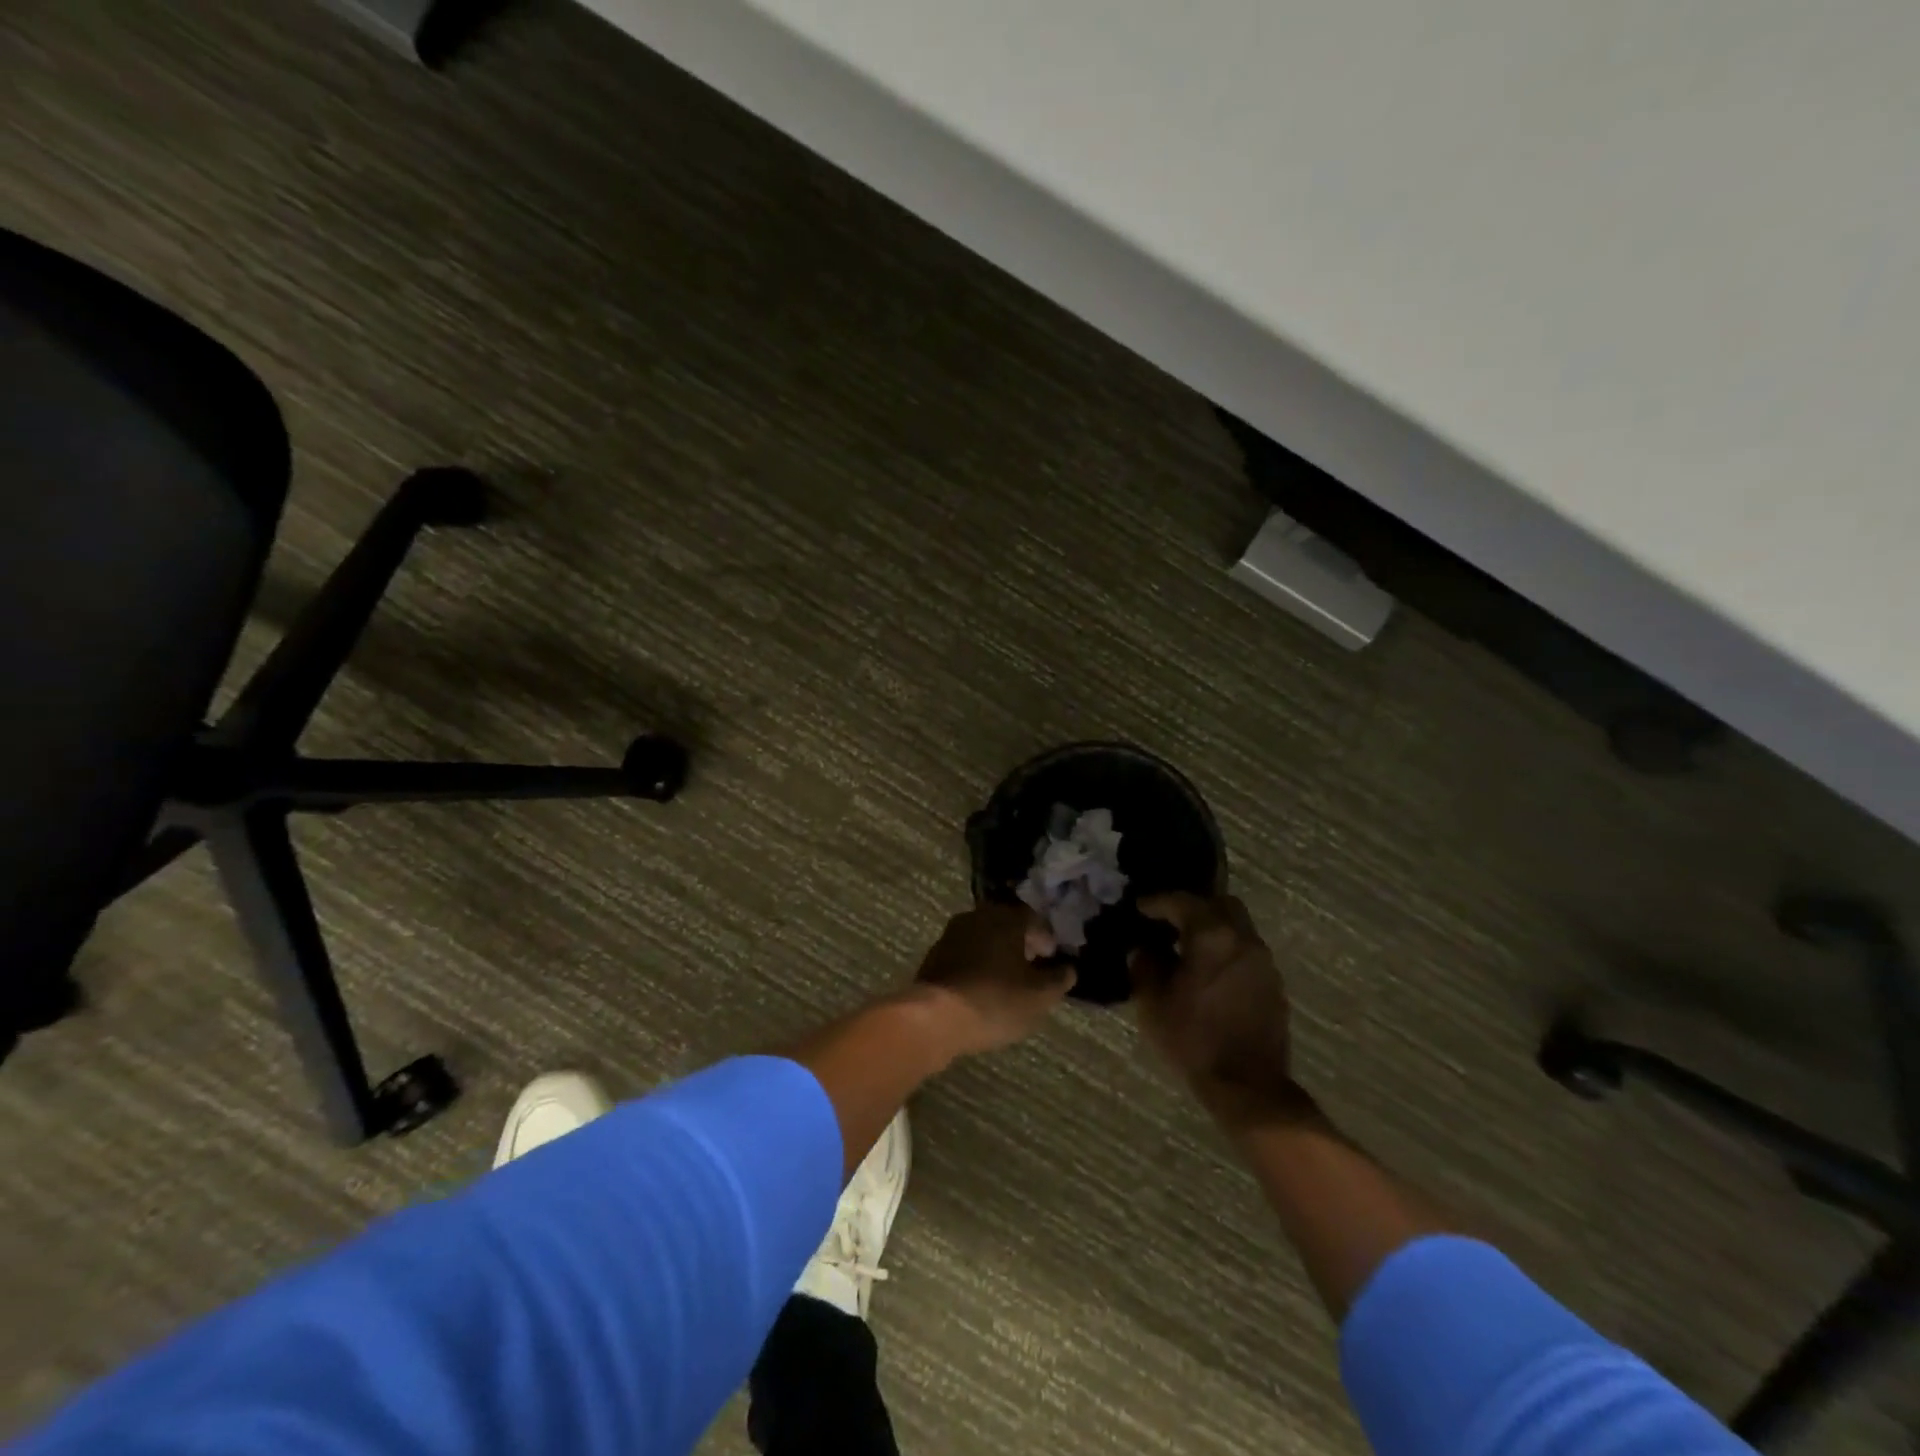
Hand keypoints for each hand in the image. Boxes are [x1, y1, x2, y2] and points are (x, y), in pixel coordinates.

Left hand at [912, 904, 1074, 1056]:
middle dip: (1021, 943)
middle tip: (1033, 967)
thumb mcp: (1039, 996)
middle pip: (1006, 924)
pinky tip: (984, 987)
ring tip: (1009, 979)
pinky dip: (978, 964)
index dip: (1046, 938)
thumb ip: (1059, 979)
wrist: (935, 1017)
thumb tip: (1068, 969)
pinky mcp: (935, 955)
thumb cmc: (995, 1001)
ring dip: (998, 953)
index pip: (1033, 918)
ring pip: (984, 937)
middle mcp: (977, 916)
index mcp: (1005, 917)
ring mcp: (952, 933)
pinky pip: (966, 953)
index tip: (1052, 958)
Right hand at [1132, 893, 1299, 1120]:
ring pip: (1237, 927)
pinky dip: (1227, 951)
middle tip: (1171, 923)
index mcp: (1211, 936)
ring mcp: (1263, 961)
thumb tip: (1145, 949)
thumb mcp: (1153, 1002)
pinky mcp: (1273, 984)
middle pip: (1220, 904)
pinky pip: (1246, 952)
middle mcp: (1242, 939)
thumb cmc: (1193, 1039)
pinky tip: (1211, 973)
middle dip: (1193, 907)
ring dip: (1214, 929)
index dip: (1157, 902)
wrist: (1248, 1086)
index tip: (1140, 908)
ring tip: (1190, 949)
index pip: (1181, 902)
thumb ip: (1145, 965)